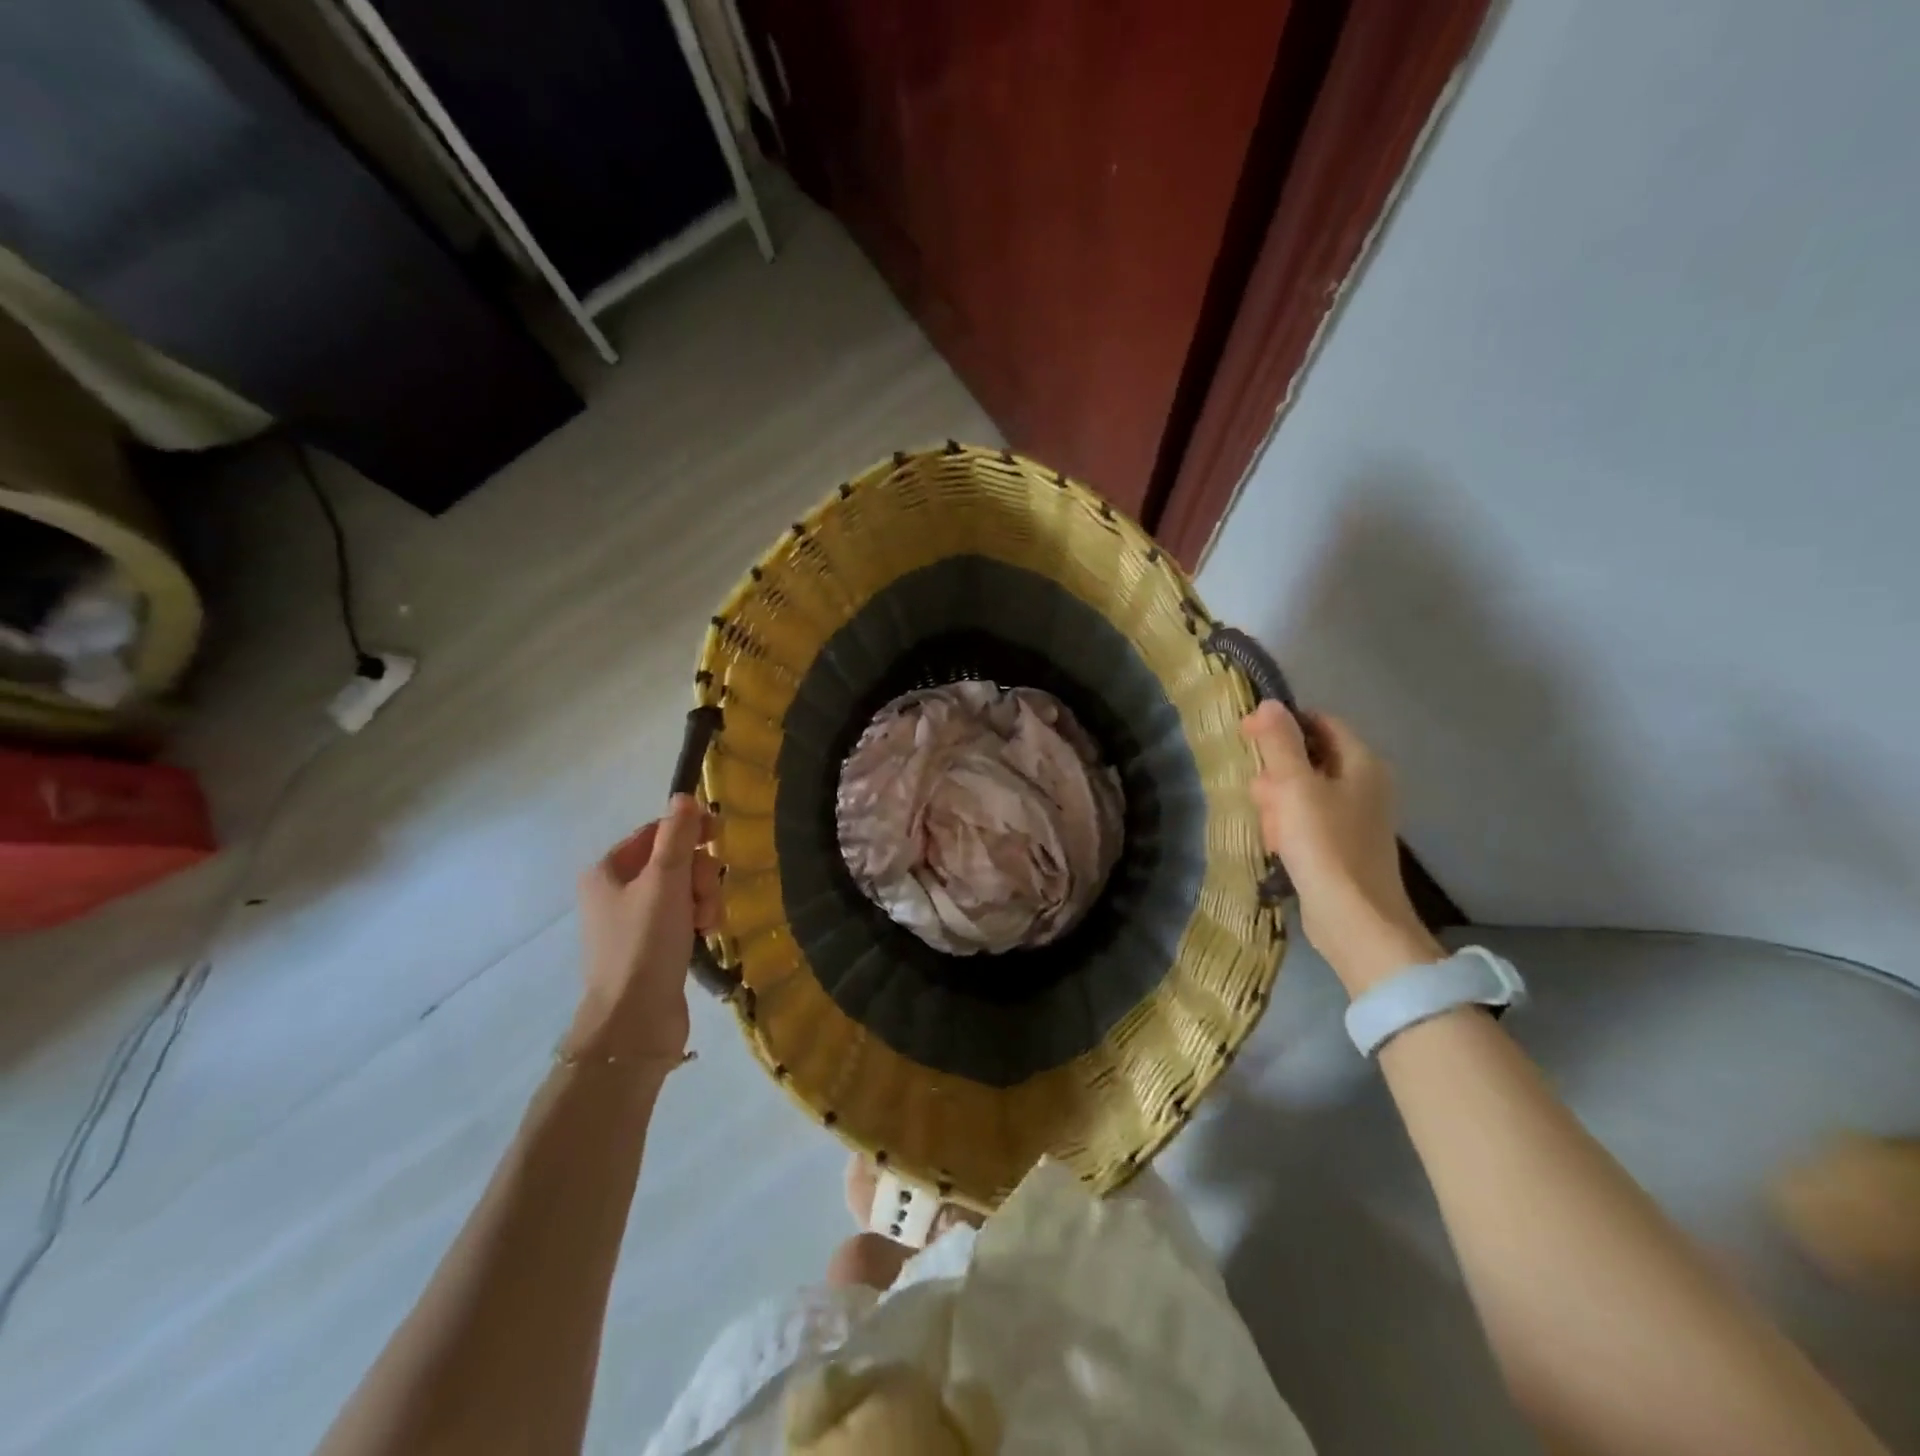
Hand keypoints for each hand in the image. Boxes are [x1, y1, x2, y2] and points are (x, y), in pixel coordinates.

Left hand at [567, 796, 720, 1059]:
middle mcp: (614, 893)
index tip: (718, 839)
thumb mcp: (665, 880)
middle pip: (672, 862)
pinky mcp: (650, 948)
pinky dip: (697, 921)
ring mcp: (632, 923)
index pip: (655, 833)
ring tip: (706, 923)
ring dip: (702, 900)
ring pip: (682, 891)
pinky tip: (704, 936)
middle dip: (697, 875)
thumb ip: (677, 836)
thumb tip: (683, 796)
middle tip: (703, 896)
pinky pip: (682, 917)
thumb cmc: (644, 942)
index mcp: (607, 871)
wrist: (634, 1020)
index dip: (688, 832)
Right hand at [1240, 701, 1442, 994]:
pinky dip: (1289, 828)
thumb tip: (1268, 703)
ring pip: (1303, 792)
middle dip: (1277, 773)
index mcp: (1362, 763)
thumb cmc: (1325, 845)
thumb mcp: (1294, 787)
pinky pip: (1308, 822)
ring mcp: (1356, 817)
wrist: (1354, 919)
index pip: (1320, 723)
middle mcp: (1365, 784)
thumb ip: (1280, 743)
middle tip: (1260, 794)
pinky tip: (1277, 845)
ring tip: (1269, 828)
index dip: (1283, 725)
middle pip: (1309, 758)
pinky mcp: (1343, 846)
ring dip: (1278, 804)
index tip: (1249, 738)